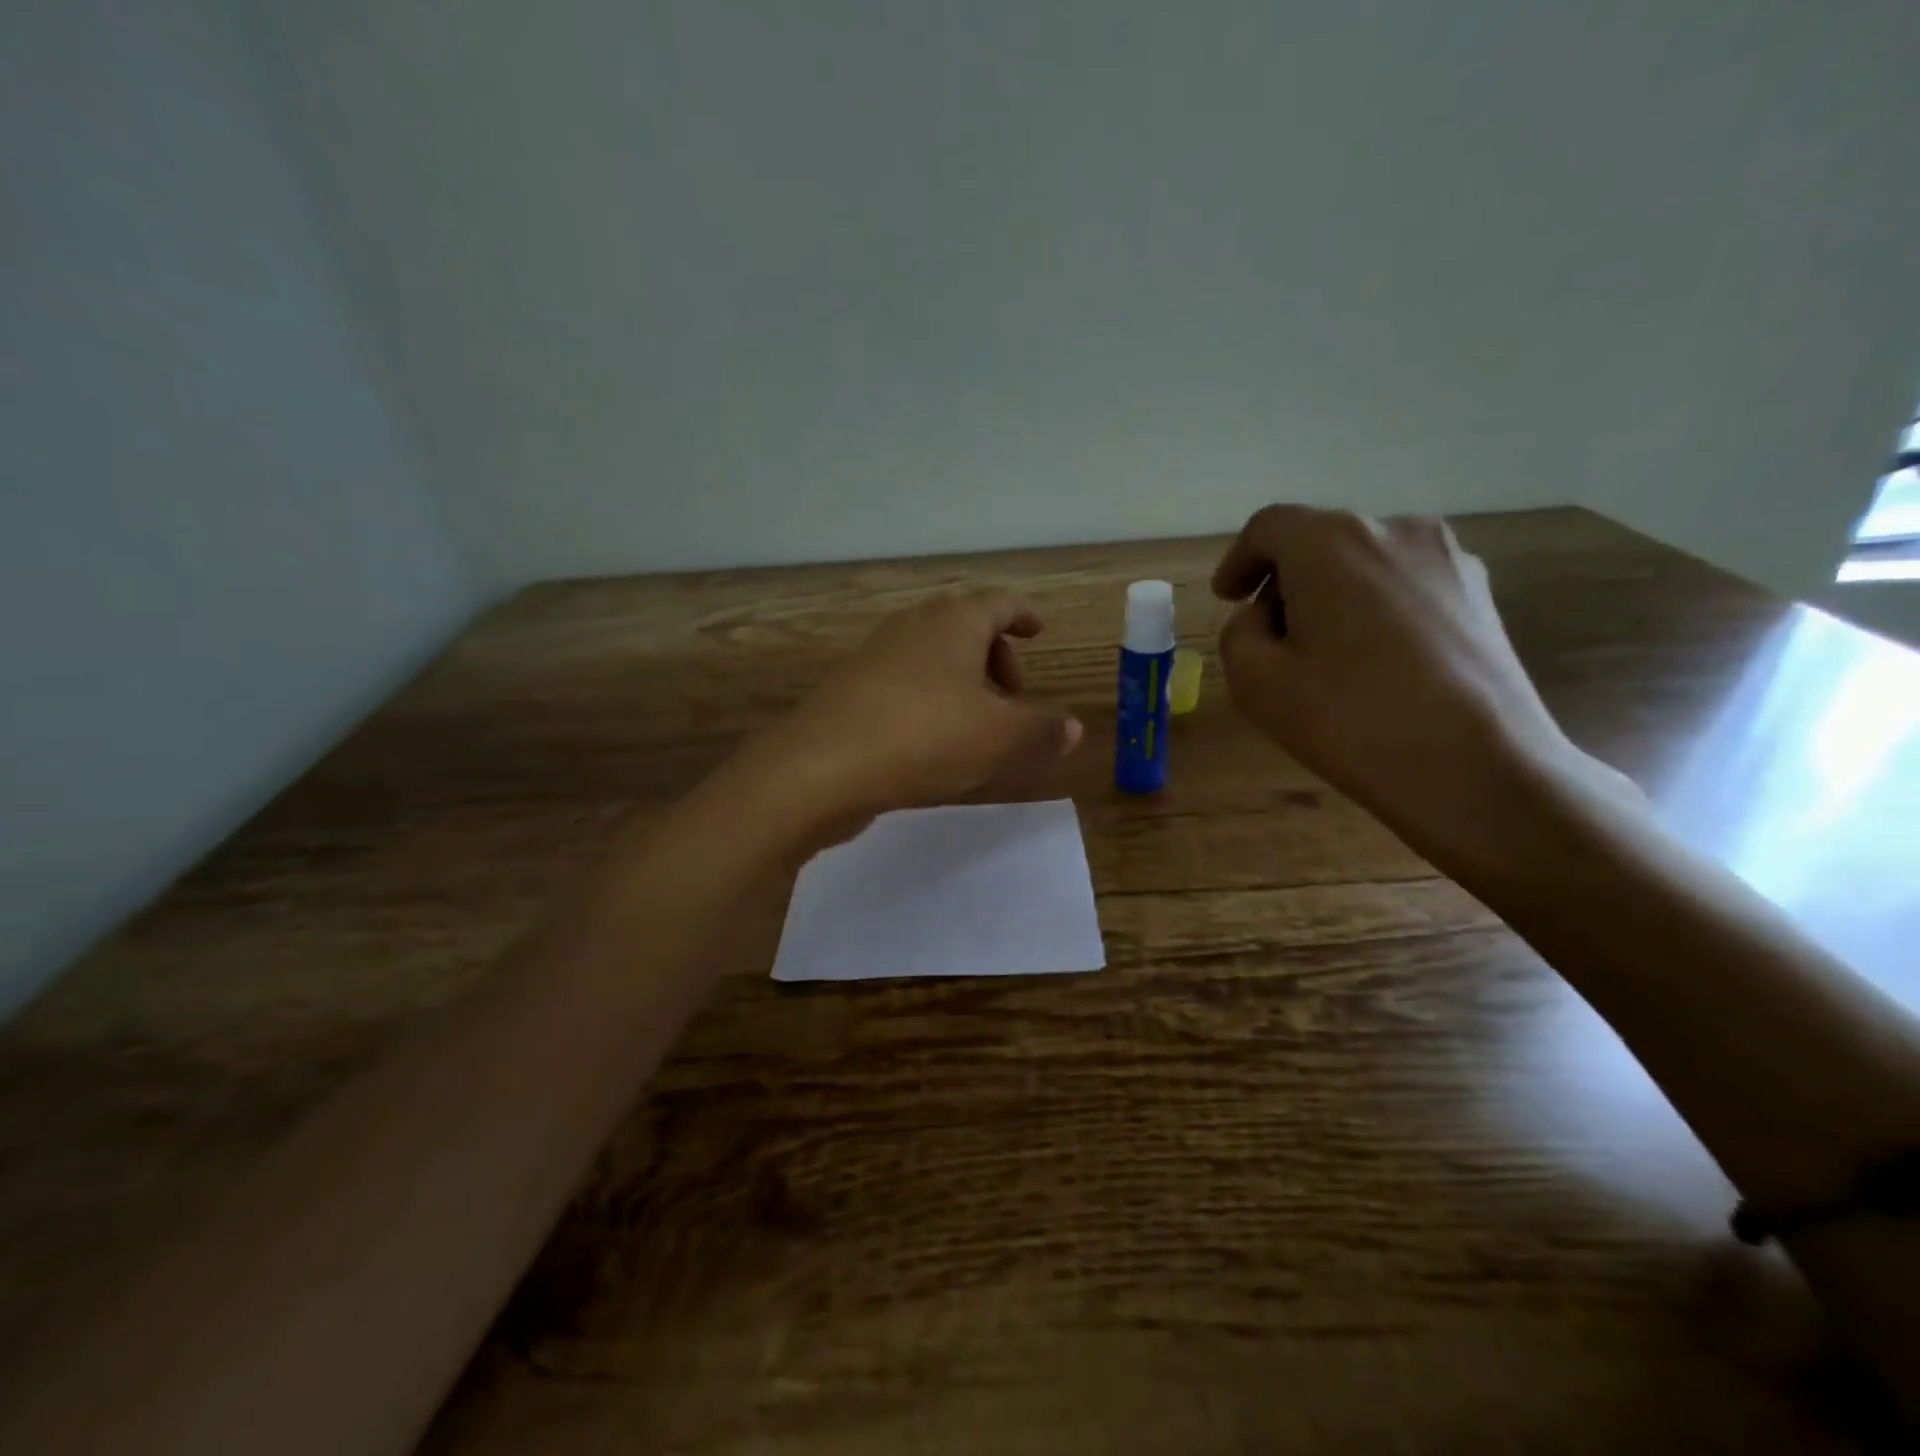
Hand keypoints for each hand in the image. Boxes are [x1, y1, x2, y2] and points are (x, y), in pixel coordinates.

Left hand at [736, 591, 1083, 844]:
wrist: (819, 768)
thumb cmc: (923, 738)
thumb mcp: (1000, 739)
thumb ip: (1043, 730)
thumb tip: (1073, 727)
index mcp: (953, 622)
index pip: (998, 603)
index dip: (1023, 616)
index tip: (1039, 632)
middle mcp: (912, 627)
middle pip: (964, 627)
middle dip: (996, 658)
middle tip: (1014, 697)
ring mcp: (874, 655)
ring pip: (932, 657)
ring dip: (962, 682)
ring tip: (977, 726)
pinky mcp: (850, 689)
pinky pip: (904, 683)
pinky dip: (930, 700)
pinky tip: (932, 742)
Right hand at [1212, 506, 1611, 854]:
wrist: (1476, 768)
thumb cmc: (1349, 718)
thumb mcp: (1255, 680)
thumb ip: (1239, 632)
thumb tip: (1265, 616)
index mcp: (1330, 542)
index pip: (1268, 527)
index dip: (1239, 560)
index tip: (1227, 598)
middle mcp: (1394, 530)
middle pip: (1320, 540)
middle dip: (1286, 581)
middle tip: (1270, 635)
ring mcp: (1449, 558)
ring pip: (1366, 562)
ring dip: (1333, 594)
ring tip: (1325, 652)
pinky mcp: (1481, 594)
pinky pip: (1406, 585)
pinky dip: (1376, 608)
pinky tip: (1375, 662)